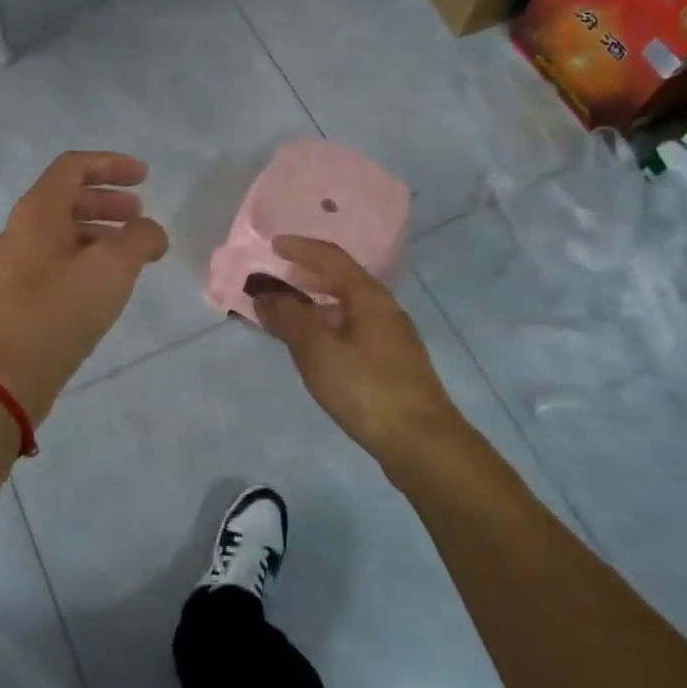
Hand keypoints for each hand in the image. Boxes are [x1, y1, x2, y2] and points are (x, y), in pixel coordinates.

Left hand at [0, 151, 169, 423]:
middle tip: (140, 214)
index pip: (74, 167)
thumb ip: (140, 239)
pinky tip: (107, 284)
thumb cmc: (58, 310)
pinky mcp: (18, 296)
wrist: (3, 376)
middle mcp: (22, 230)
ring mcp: (16, 264)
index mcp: (38, 211)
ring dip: (100, 231)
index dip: (111, 164)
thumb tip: (150, 232)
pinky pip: (57, 261)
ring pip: (63, 232)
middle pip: (67, 198)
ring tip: (131, 252)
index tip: (145, 177)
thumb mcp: (112, 267)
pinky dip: (87, 258)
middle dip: (108, 200)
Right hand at [251, 236, 470, 469]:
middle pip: (342, 281)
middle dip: (308, 275)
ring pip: (347, 309)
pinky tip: (314, 348)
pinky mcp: (391, 365)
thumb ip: (288, 318)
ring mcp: (391, 338)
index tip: (273, 245)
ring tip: (287, 313)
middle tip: (278, 276)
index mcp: (368, 297)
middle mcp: (383, 310)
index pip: (332, 258)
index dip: (301, 248)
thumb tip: (265, 294)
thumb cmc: (366, 388)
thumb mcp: (318, 350)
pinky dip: (327, 328)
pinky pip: (351, 331)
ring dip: (316, 304)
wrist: (422, 442)